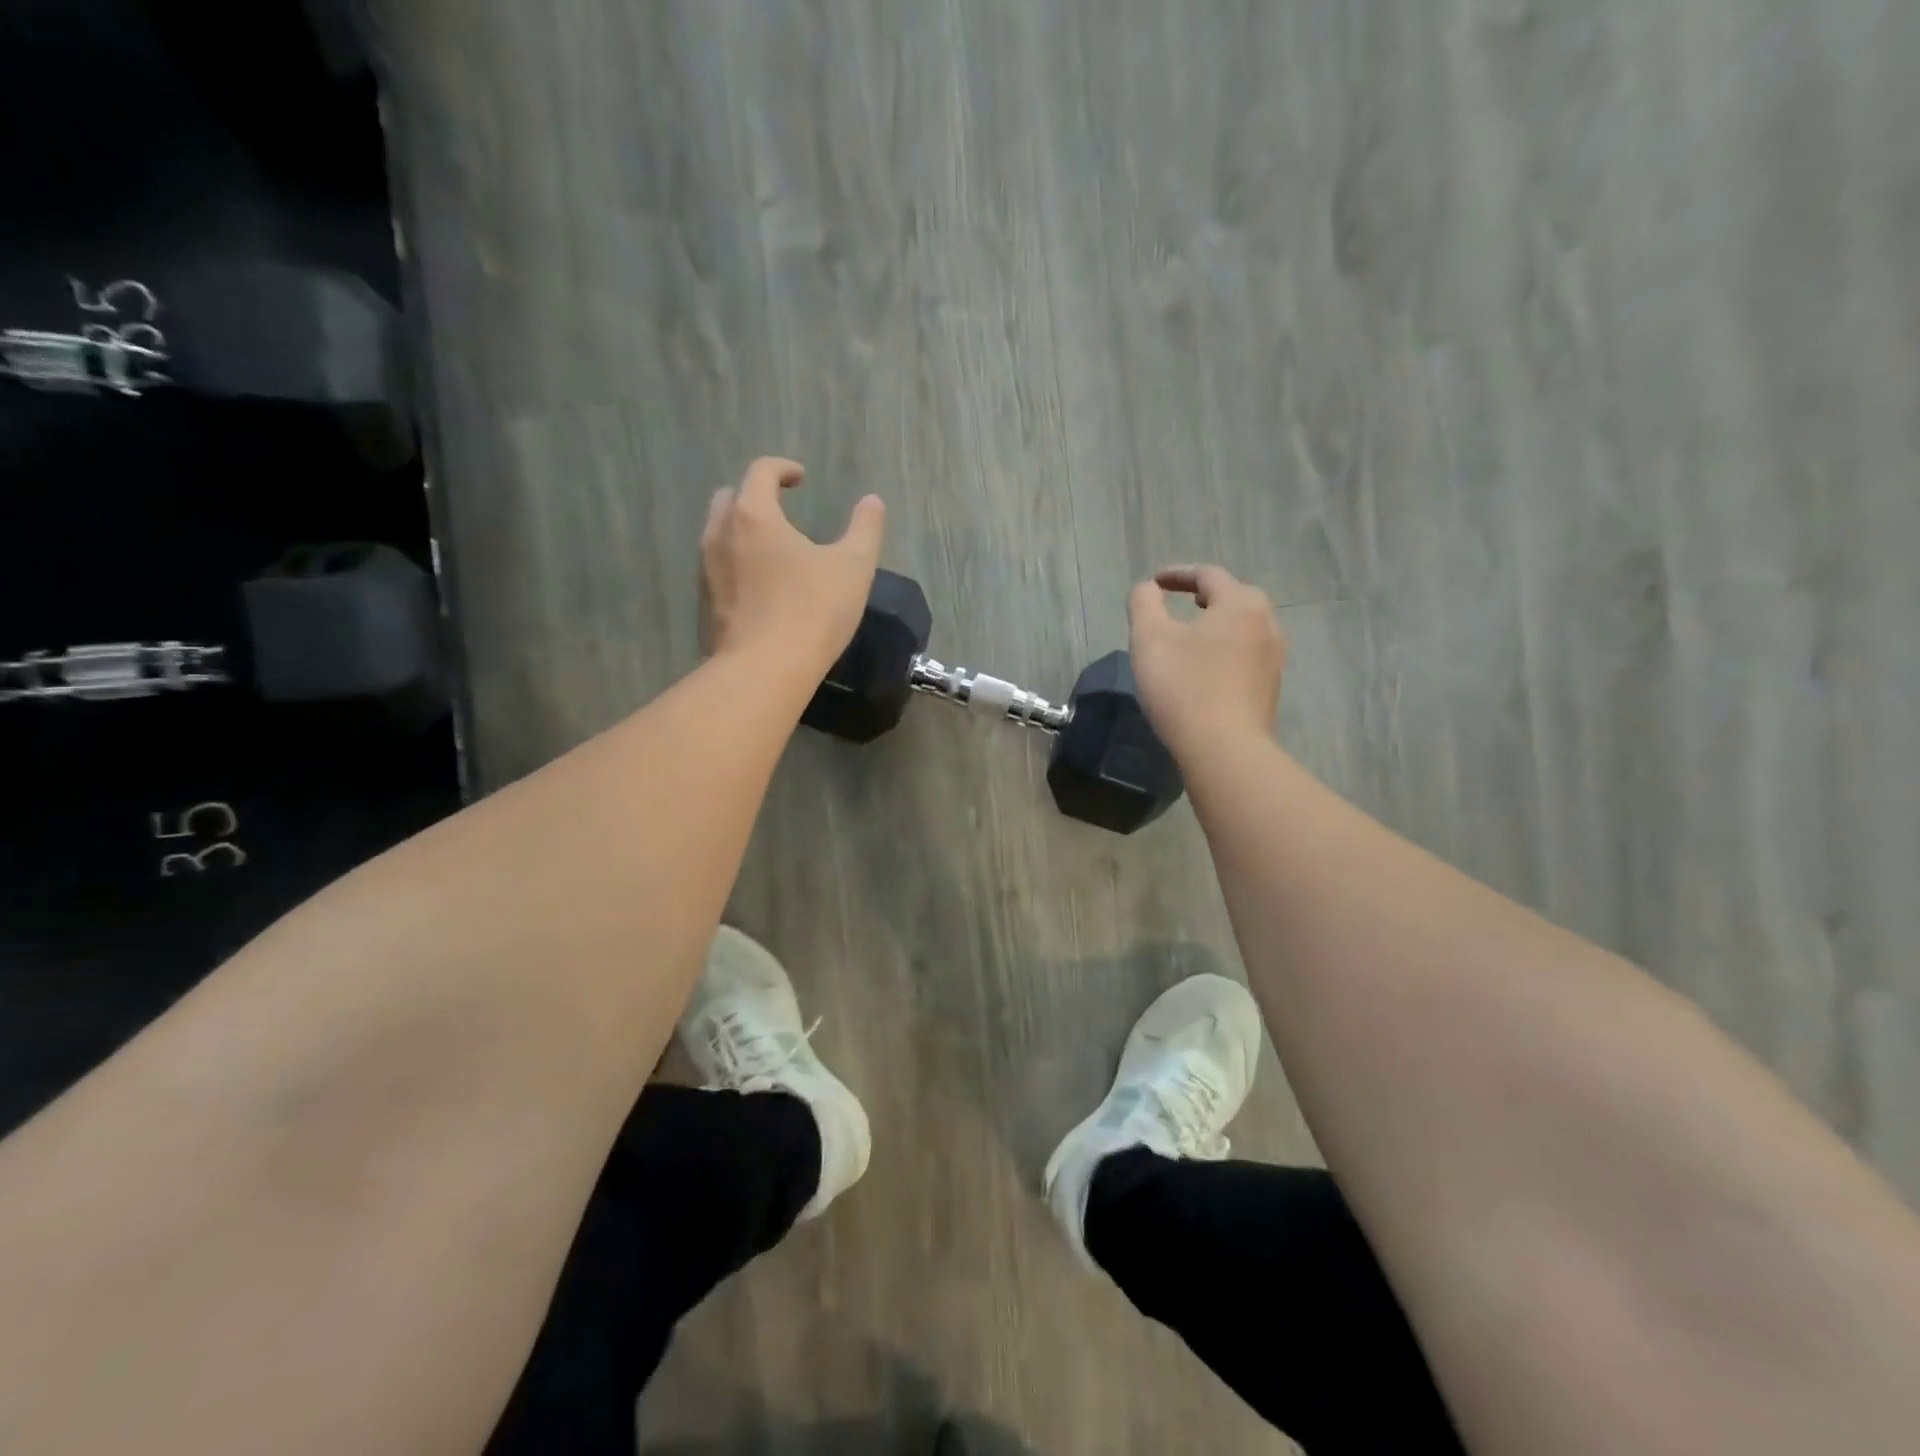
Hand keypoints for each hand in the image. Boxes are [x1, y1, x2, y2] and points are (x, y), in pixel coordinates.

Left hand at [701, 457, 885, 669]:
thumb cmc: (812, 610)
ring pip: (718, 534)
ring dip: (742, 531)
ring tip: (772, 548)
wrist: (765, 670)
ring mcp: (707, 570)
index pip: (761, 472)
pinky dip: (737, 563)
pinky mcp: (705, 604)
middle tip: (780, 510)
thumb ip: (865, 528)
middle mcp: (720, 534)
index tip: (801, 479)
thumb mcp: (853, 566)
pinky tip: (761, 586)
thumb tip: (873, 501)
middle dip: (754, 496)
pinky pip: (718, 568)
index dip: (783, 469)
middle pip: (730, 498)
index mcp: (754, 515)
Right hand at [1128, 565, 1286, 758]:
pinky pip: (1246, 656)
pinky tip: (1206, 669)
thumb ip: (1144, 603)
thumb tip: (1147, 588)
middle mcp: (1266, 624)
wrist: (1225, 750)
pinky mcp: (1270, 690)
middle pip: (1236, 597)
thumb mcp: (1149, 638)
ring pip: (1245, 628)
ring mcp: (1273, 659)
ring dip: (1218, 624)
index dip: (1178, 574)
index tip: (1154, 583)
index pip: (1209, 575)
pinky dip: (1225, 650)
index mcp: (1240, 604)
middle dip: (1206, 596)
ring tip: (1193, 635)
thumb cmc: (1184, 687)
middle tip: (1181, 602)